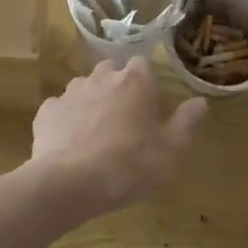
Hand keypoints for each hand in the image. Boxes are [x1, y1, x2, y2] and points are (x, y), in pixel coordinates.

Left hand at [28, 57, 206, 215]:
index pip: (143, 64)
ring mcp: (70, 93)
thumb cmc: (129, 165)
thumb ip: (187, 122)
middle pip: (112, 71)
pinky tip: (71, 143)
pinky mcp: (46, 113)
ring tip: (97, 133)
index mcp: (135, 81)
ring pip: (85, 88)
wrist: (70, 183)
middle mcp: (101, 78)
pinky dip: (67, 120)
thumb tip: (200, 102)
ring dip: (92, 102)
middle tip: (125, 119)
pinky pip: (60, 109)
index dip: (147, 82)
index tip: (150, 104)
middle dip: (118, 87)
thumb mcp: (171, 150)